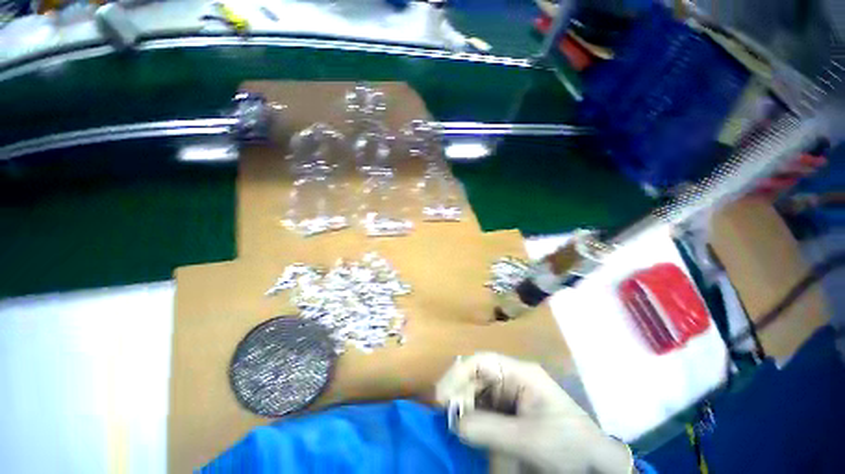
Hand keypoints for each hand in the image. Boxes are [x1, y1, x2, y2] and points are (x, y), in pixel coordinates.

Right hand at [435, 353, 632, 473]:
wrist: (594, 467)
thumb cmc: (567, 445)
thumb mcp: (528, 438)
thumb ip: (488, 429)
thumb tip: (453, 421)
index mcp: (519, 373)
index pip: (482, 362)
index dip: (458, 373)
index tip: (441, 396)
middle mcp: (511, 378)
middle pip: (475, 376)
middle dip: (459, 392)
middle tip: (447, 417)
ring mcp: (509, 395)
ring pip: (476, 392)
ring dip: (463, 406)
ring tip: (456, 426)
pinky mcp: (507, 412)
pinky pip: (482, 408)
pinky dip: (471, 417)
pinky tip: (467, 430)